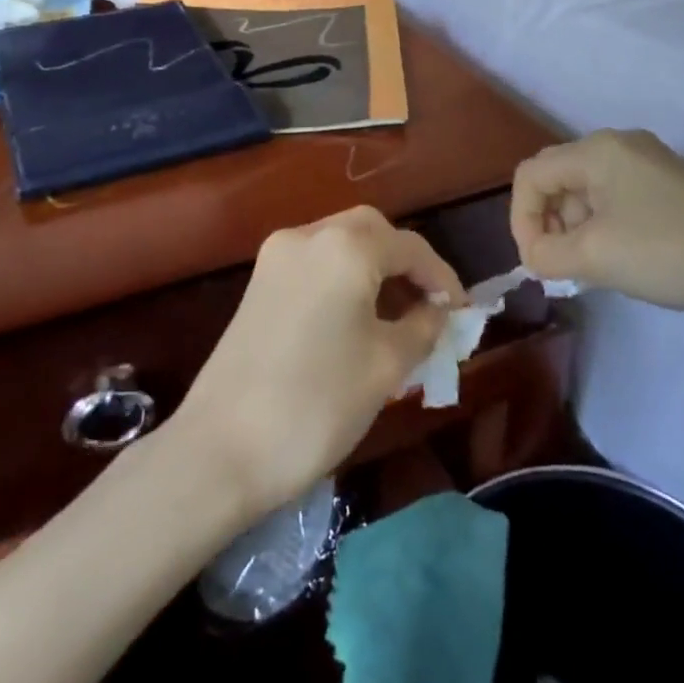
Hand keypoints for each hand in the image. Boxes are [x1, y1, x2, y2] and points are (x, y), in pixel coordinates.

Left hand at [170, 206, 464, 516]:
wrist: (220, 450)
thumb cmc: (317, 404)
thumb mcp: (387, 366)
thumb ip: (422, 327)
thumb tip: (436, 311)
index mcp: (345, 247)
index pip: (410, 247)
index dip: (442, 278)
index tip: (462, 312)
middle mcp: (308, 236)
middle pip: (371, 231)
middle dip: (406, 263)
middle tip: (429, 304)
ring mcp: (275, 258)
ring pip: (340, 244)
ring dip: (374, 268)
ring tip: (399, 314)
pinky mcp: (257, 283)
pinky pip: (315, 264)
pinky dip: (343, 277)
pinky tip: (357, 316)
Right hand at [510, 129, 683, 314]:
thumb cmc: (671, 252)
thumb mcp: (595, 256)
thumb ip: (546, 254)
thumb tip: (536, 256)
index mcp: (597, 150)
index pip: (531, 176)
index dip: (521, 219)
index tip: (537, 263)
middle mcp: (619, 146)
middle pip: (557, 180)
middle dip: (548, 224)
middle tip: (561, 267)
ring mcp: (648, 165)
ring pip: (585, 193)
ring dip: (574, 230)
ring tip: (590, 269)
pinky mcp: (668, 187)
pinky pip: (615, 201)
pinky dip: (602, 229)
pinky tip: (618, 261)